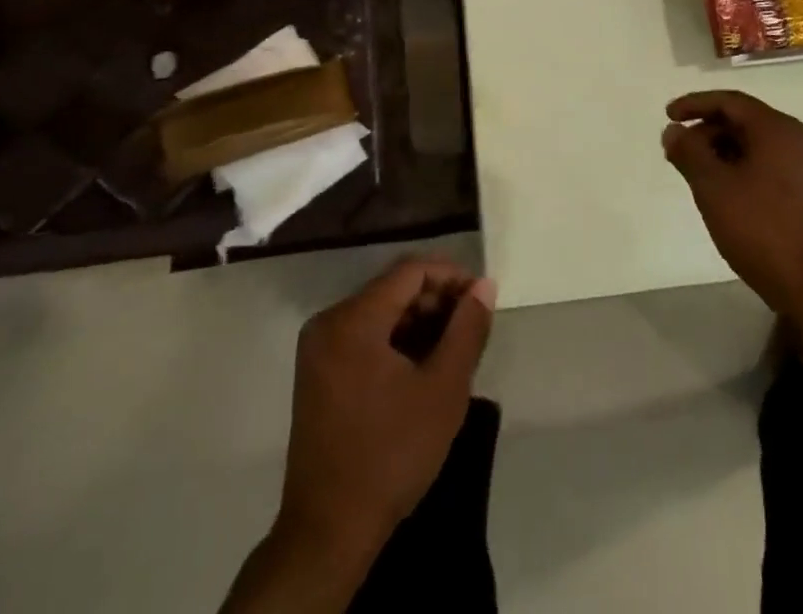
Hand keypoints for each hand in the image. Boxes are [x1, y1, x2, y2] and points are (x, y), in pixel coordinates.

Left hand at [280, 259, 494, 558]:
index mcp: (353, 319)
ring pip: (380, 313)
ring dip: (419, 322)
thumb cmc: (391, 454)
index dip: (451, 276)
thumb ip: (468, 329)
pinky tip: (423, 367)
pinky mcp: (318, 374)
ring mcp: (319, 349)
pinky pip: (364, 336)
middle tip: (471, 326)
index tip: (481, 298)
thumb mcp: (444, 389)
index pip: (410, 271)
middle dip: (436, 300)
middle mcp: (329, 322)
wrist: (329, 533)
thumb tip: (484, 286)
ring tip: (453, 348)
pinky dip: (396, 341)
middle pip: (393, 289)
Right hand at [661, 91, 802, 324]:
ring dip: (721, 149)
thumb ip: (688, 152)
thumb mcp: (712, 186)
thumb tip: (673, 131)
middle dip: (706, 130)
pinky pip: (767, 161)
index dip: (695, 104)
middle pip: (743, 120)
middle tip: (678, 150)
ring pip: (755, 142)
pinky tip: (722, 187)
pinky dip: (740, 164)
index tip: (668, 115)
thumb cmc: (759, 228)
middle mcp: (796, 137)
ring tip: (695, 171)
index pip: (730, 102)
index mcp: (777, 129)